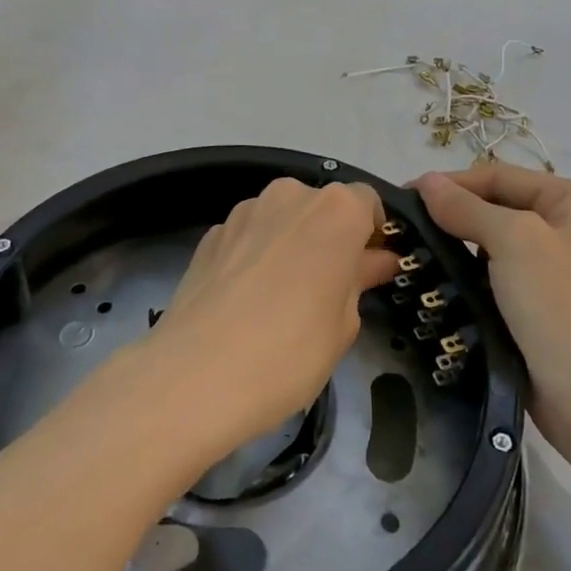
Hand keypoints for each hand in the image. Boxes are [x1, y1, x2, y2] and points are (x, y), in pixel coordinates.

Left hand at [143, 177, 399, 462]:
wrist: (195, 375)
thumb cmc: (290, 351)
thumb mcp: (344, 324)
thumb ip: (361, 280)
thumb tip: (376, 260)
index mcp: (336, 210)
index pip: (368, 203)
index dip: (373, 235)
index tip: (370, 270)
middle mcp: (291, 195)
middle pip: (323, 207)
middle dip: (331, 238)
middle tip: (330, 289)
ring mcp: (244, 211)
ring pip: (283, 219)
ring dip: (292, 244)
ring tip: (284, 298)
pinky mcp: (211, 234)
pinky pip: (249, 236)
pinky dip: (257, 255)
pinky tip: (248, 300)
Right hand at [415, 162, 570, 443]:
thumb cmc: (556, 304)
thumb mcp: (512, 241)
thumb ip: (466, 206)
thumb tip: (426, 181)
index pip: (502, 176)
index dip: (453, 182)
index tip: (406, 194)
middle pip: (501, 203)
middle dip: (456, 211)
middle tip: (407, 221)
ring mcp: (562, 261)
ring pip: (498, 237)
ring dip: (461, 239)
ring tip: (417, 244)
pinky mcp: (546, 295)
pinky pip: (502, 267)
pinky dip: (473, 267)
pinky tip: (442, 271)